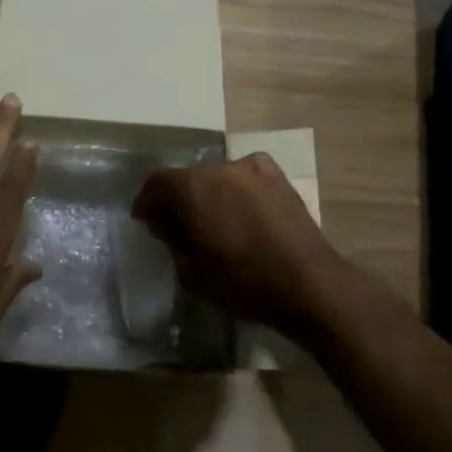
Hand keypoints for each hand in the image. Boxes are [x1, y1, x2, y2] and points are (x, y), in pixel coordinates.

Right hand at [132, 153, 347, 338]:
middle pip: (187, 177)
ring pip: (217, 176)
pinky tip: (242, 209)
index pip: (156, 184)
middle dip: (178, 198)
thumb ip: (173, 240)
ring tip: (214, 219)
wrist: (306, 283)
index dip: (146, 202)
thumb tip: (167, 223)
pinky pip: (245, 176)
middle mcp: (218, 168)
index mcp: (191, 188)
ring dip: (209, 193)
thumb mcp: (192, 272)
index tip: (144, 219)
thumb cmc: (242, 282)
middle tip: (178, 223)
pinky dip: (236, 188)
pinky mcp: (276, 176)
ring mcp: (250, 168)